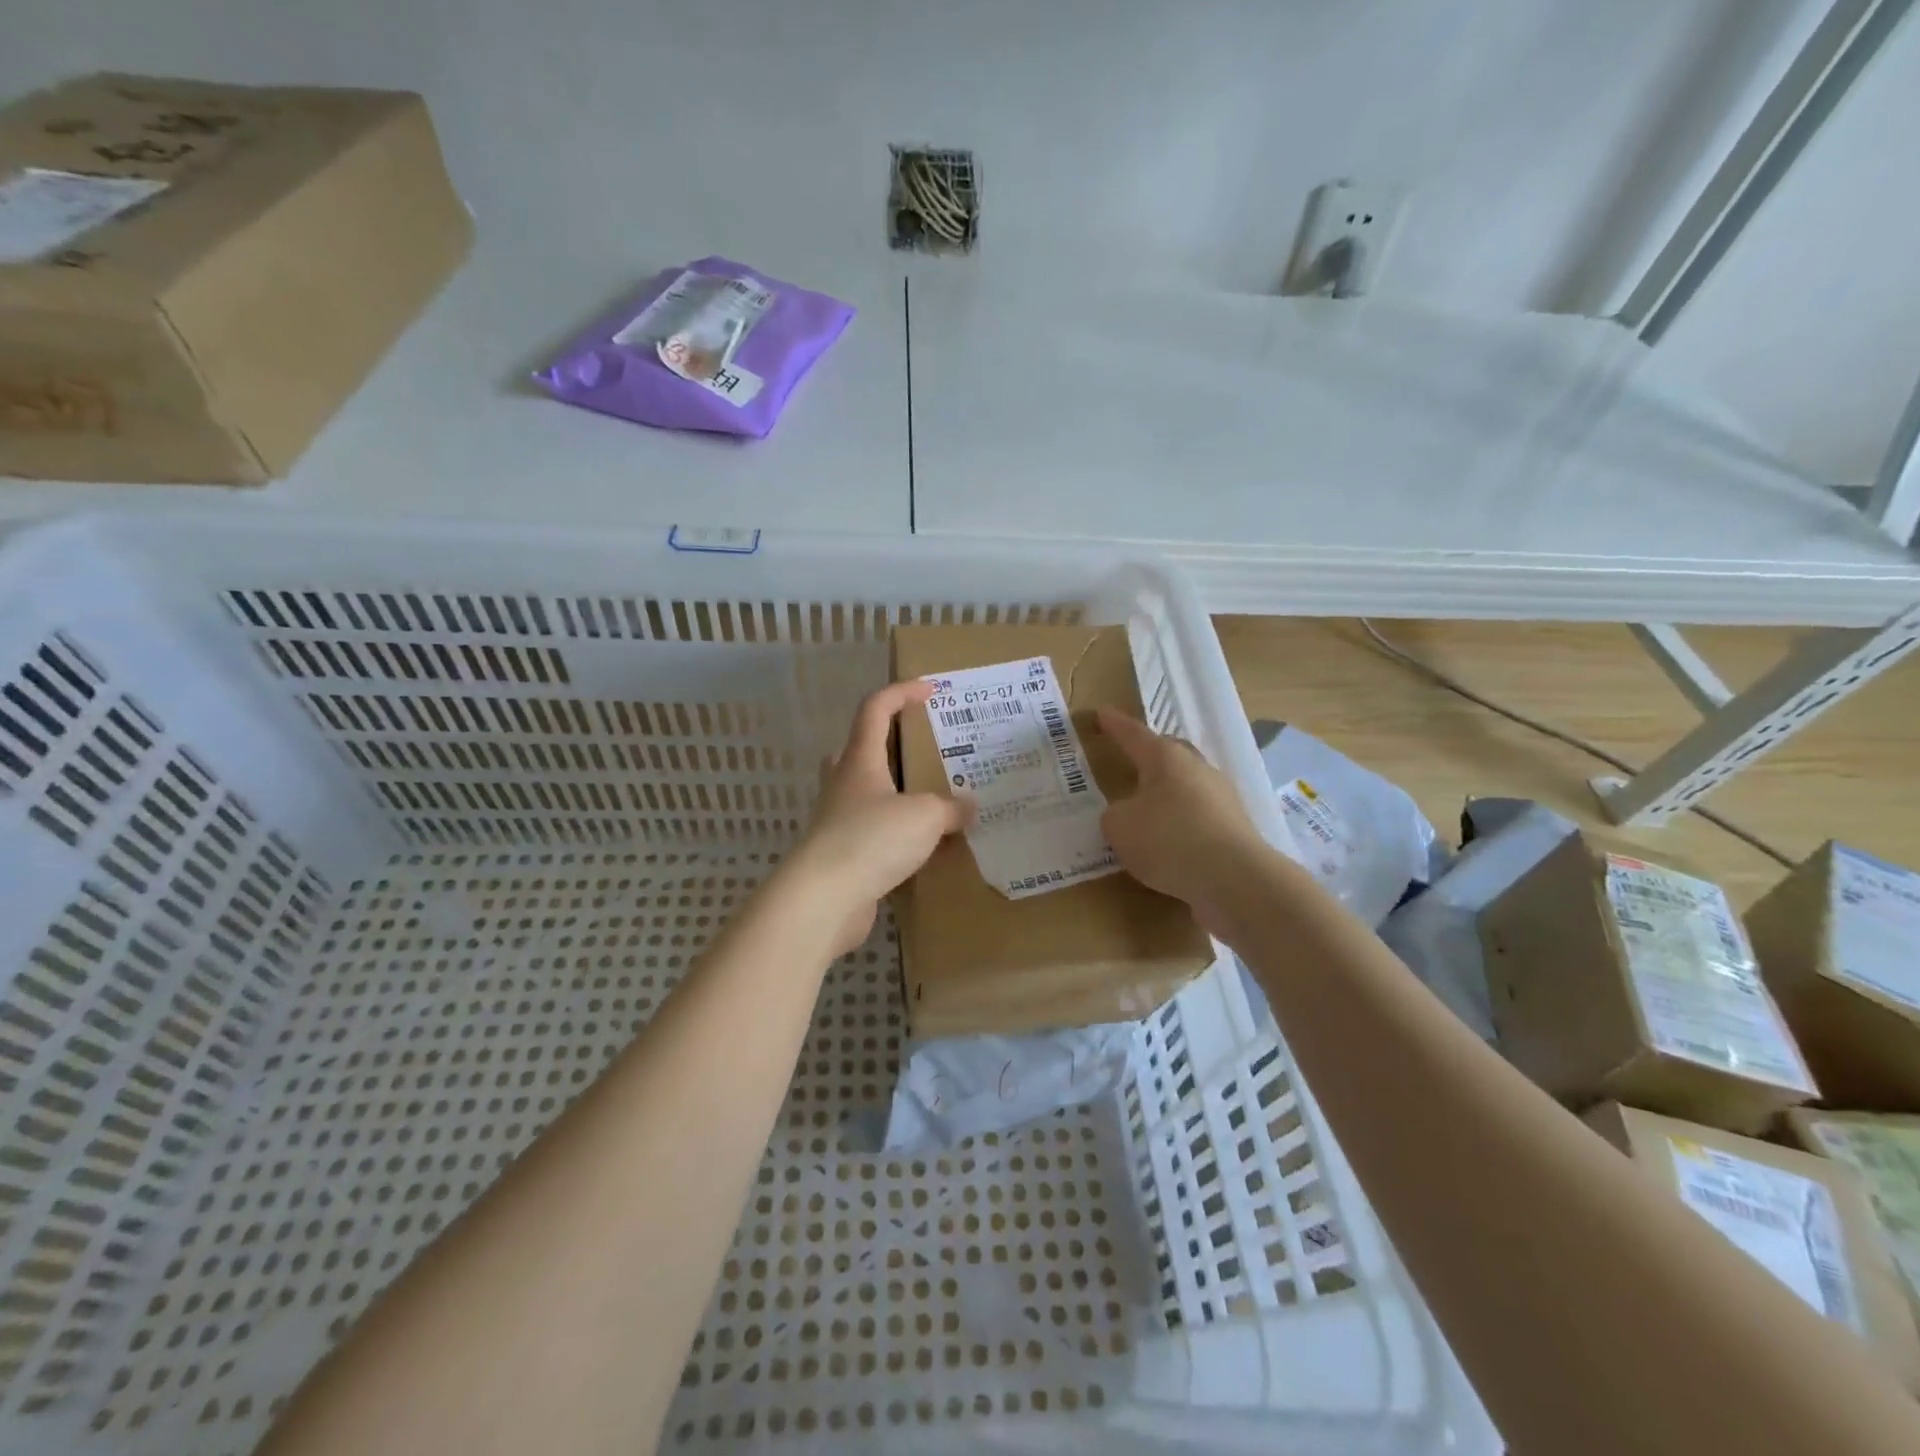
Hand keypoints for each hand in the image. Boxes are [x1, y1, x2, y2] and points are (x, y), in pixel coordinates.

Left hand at [786, 681, 970, 955]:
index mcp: (860, 760)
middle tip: (926, 752)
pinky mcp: (842, 855)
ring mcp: (838, 820)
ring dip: (897, 793)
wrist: (822, 900)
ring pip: (868, 794)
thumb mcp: (925, 817)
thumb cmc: (871, 840)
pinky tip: (924, 848)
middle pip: (862, 749)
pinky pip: (874, 832)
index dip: (901, 693)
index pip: (875, 709)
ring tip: (934, 801)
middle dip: (892, 745)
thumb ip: (951, 808)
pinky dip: (897, 834)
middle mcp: (844, 784)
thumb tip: (968, 806)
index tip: (930, 690)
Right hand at [1096, 707, 1274, 931]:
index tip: (1101, 714)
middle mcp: (1197, 769)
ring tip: (1146, 808)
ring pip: (1187, 785)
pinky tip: (1169, 841)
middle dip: (1148, 755)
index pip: (1133, 734)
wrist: (1234, 879)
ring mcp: (1221, 797)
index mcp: (1166, 758)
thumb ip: (1115, 815)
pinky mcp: (1234, 828)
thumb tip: (1127, 815)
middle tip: (1129, 759)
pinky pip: (1199, 816)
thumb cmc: (1168, 839)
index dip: (1114, 725)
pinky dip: (1181, 822)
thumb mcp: (1119, 827)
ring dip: (1167, 793)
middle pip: (1169, 754)